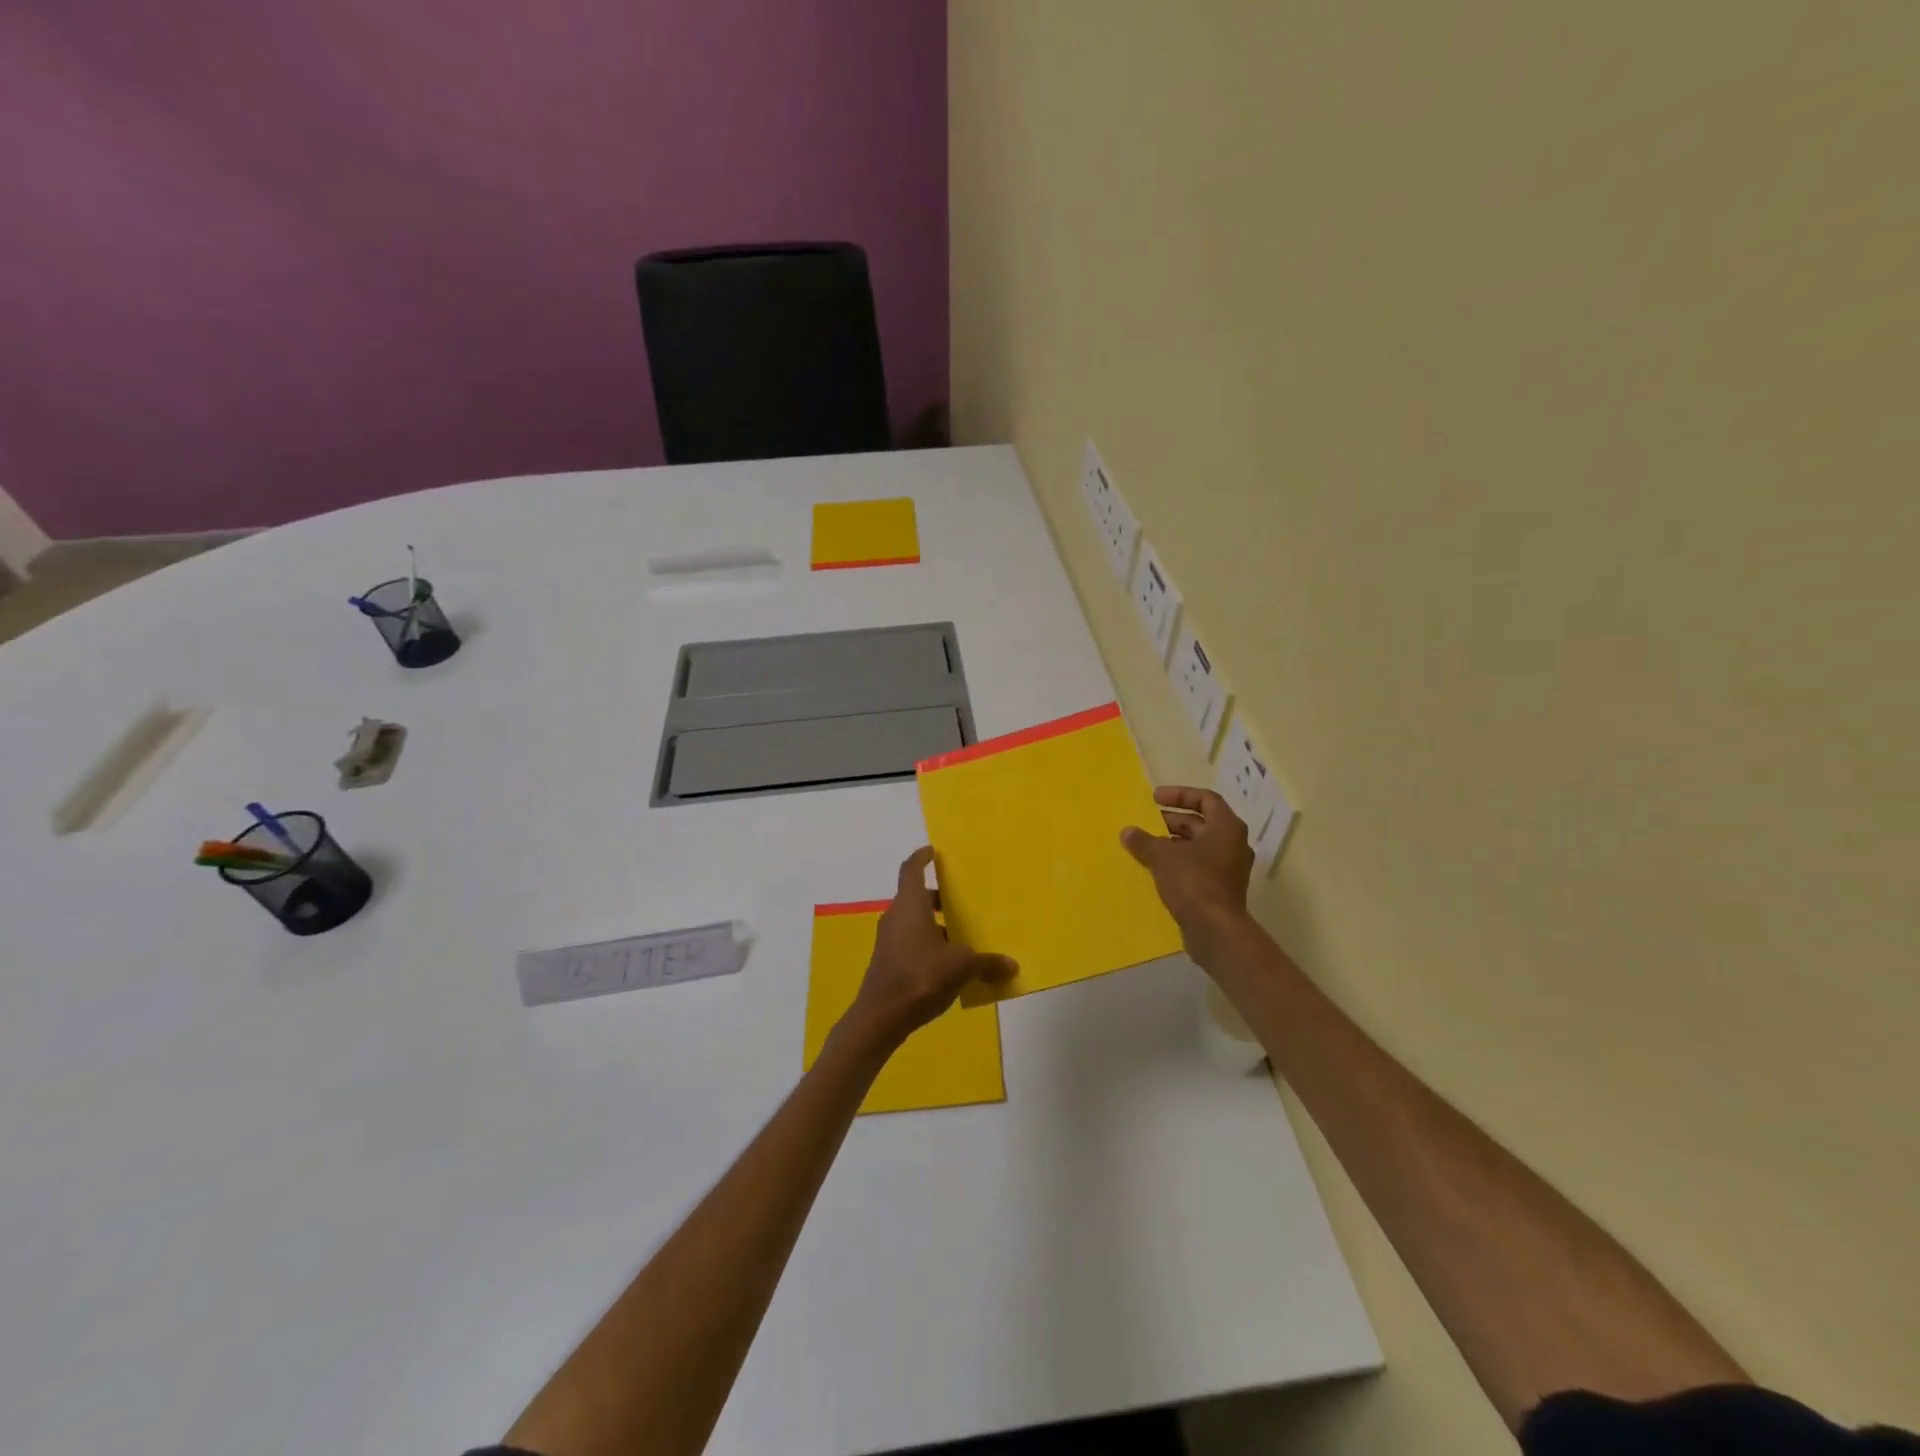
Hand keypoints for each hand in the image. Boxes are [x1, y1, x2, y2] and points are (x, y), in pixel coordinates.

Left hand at [843, 847, 1016, 1049]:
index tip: (933, 851)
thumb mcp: (962, 967)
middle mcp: (896, 917)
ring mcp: (888, 941)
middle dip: (937, 897)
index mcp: (910, 905)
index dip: (922, 858)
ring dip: (934, 924)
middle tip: (960, 899)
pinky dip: (928, 945)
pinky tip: (948, 965)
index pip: (912, 870)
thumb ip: (987, 963)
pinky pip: (910, 943)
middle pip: (915, 897)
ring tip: (961, 935)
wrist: (880, 1017)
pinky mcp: (887, 963)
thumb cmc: (921, 977)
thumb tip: (1011, 965)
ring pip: (913, 922)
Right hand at [1120, 787, 1255, 961]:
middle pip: (1201, 823)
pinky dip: (1179, 863)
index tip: (1155, 798)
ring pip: (1199, 847)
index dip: (1180, 794)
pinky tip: (1156, 869)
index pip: (1206, 799)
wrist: (1214, 929)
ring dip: (1173, 843)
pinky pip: (1198, 866)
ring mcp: (1229, 868)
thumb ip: (1144, 841)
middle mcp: (1233, 844)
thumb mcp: (1163, 856)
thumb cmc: (1193, 881)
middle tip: (1147, 822)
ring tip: (1147, 846)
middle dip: (1172, 821)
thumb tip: (1127, 832)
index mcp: (1227, 827)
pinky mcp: (1221, 889)